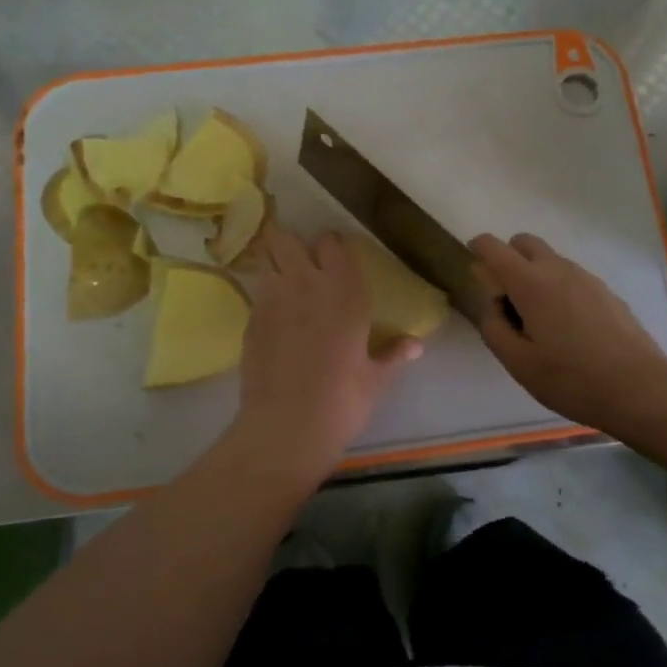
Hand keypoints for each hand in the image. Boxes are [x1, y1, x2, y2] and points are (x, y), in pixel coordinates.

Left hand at [230, 229, 420, 487]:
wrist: (286, 428)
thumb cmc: (342, 401)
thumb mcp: (376, 379)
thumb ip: (394, 354)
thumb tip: (417, 344)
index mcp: (344, 292)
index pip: (331, 242)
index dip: (331, 247)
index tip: (335, 258)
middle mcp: (305, 284)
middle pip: (286, 239)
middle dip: (292, 245)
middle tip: (303, 264)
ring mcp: (271, 299)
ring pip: (265, 258)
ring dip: (272, 263)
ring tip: (283, 282)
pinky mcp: (250, 320)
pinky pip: (256, 293)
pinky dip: (263, 296)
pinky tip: (274, 319)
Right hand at [470, 232, 666, 433]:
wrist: (639, 388)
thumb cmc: (571, 379)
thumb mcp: (518, 363)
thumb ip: (494, 328)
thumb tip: (492, 306)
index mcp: (530, 283)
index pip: (494, 247)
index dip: (478, 248)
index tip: (472, 265)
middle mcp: (558, 270)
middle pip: (524, 243)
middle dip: (508, 258)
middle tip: (505, 297)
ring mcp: (587, 278)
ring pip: (550, 259)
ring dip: (534, 274)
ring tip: (537, 320)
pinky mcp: (606, 292)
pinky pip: (572, 277)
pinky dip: (558, 288)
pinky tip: (566, 327)